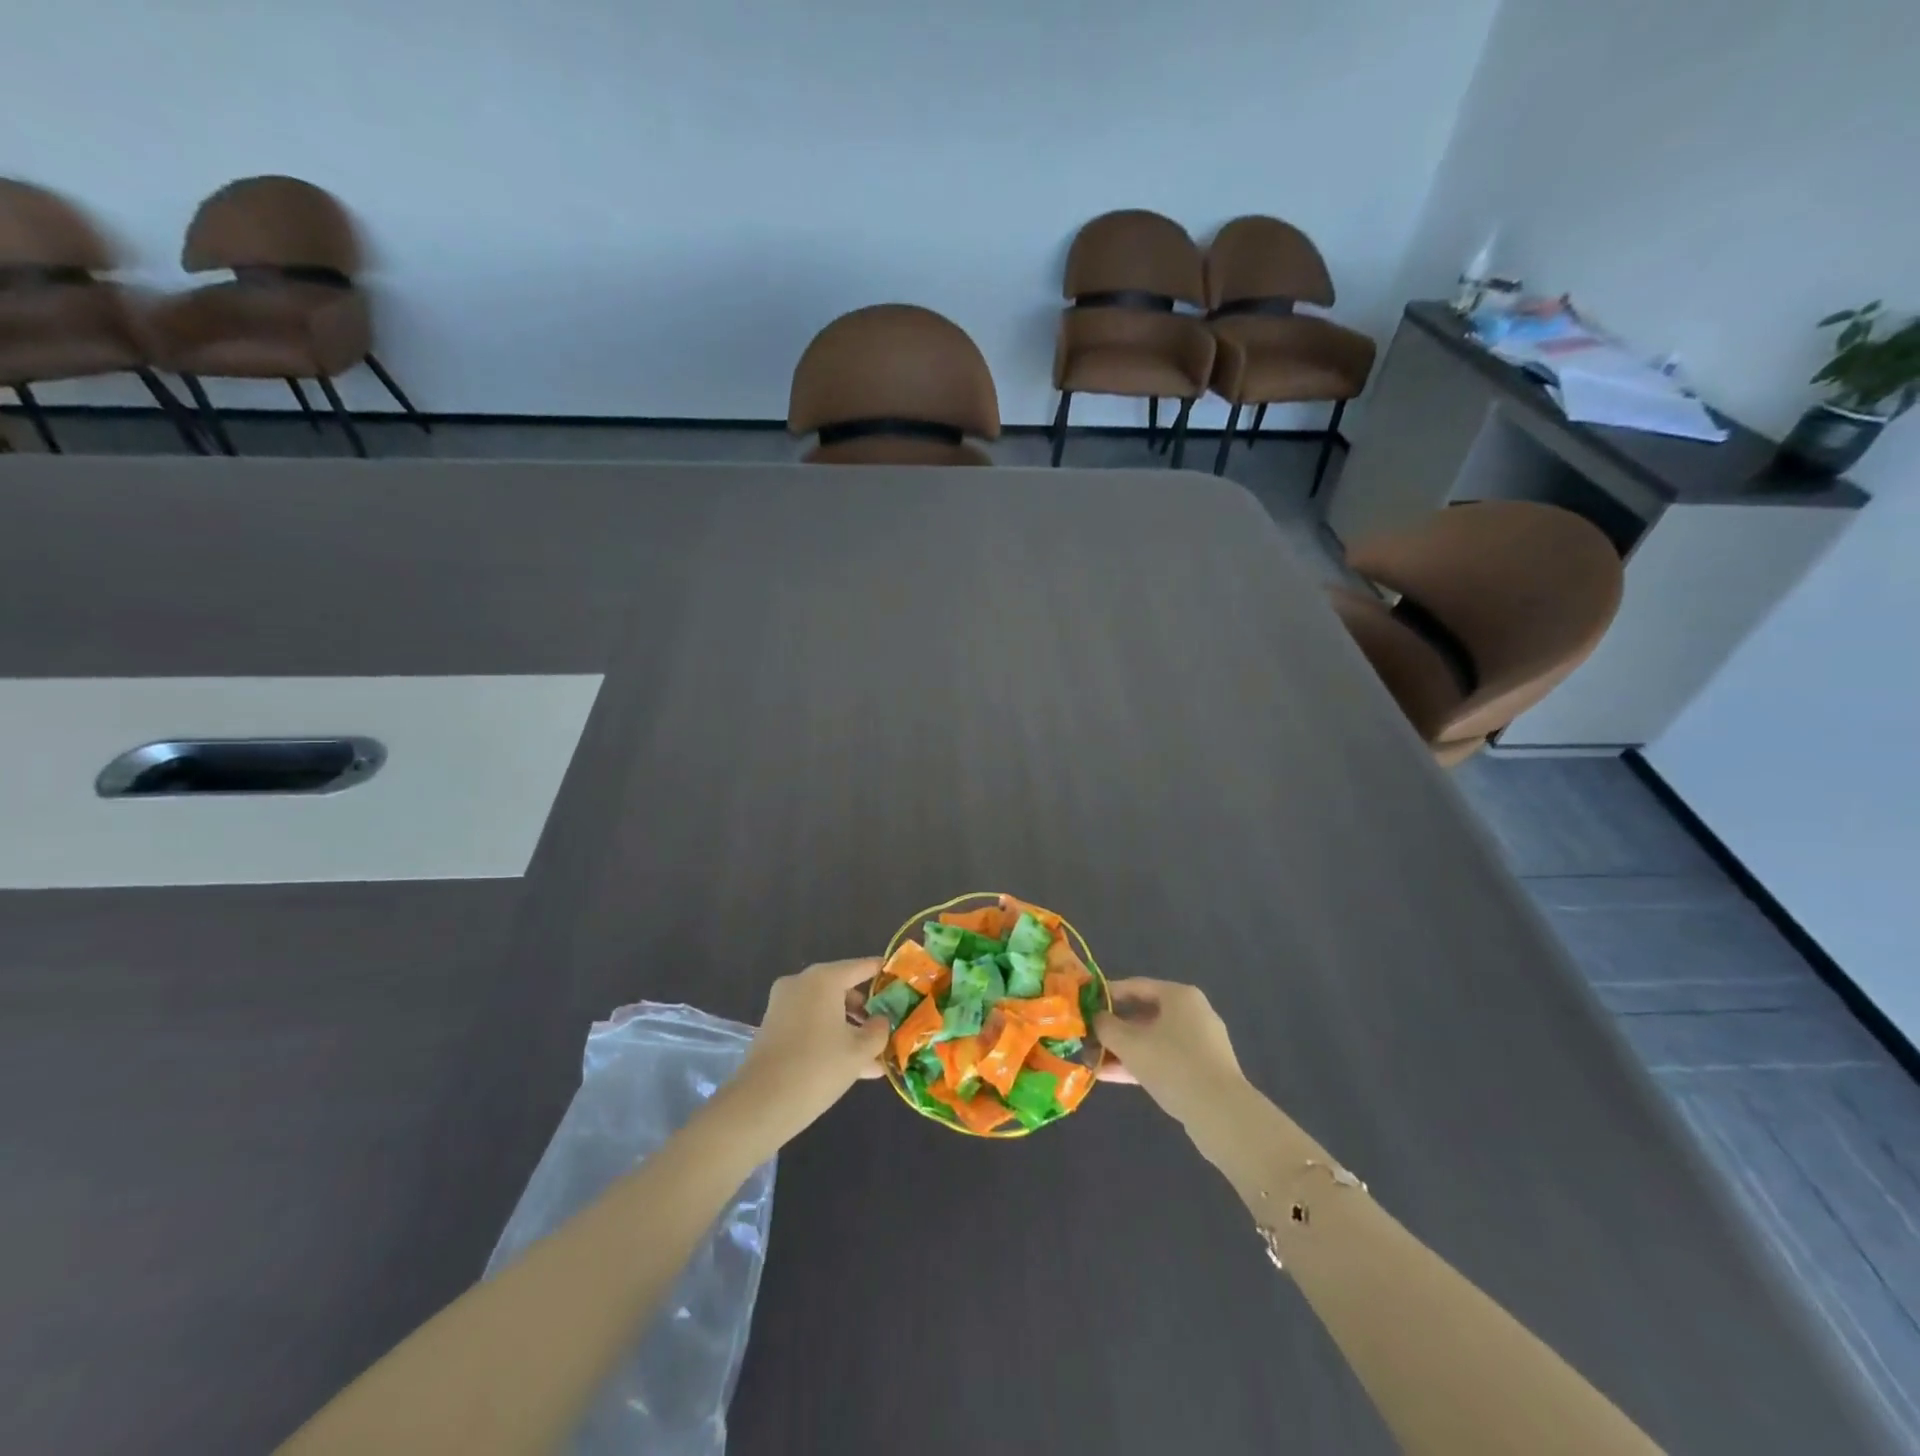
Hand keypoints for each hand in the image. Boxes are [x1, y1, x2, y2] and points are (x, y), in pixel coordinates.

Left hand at [728, 959, 889, 1137]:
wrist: (760, 1104)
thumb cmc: (817, 1068)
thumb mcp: (859, 1051)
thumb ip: (878, 1031)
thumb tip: (881, 1021)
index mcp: (823, 979)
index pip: (861, 967)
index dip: (882, 973)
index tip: (900, 979)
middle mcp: (801, 984)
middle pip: (842, 989)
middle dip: (866, 1011)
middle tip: (887, 1028)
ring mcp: (783, 1005)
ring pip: (826, 1011)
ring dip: (849, 1030)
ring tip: (874, 1059)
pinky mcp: (773, 1028)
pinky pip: (810, 1025)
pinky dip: (829, 1038)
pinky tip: (851, 1067)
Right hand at [1093, 978, 1248, 1126]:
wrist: (1222, 1114)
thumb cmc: (1173, 1065)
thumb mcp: (1130, 1044)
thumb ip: (1107, 1027)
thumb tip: (1095, 1018)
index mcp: (1179, 996)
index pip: (1136, 986)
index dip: (1107, 995)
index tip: (1084, 1005)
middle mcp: (1192, 1013)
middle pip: (1144, 1014)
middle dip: (1113, 1029)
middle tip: (1087, 1038)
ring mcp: (1200, 1044)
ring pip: (1152, 1040)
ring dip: (1122, 1050)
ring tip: (1092, 1061)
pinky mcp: (1202, 1071)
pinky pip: (1164, 1060)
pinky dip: (1140, 1064)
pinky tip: (1111, 1077)